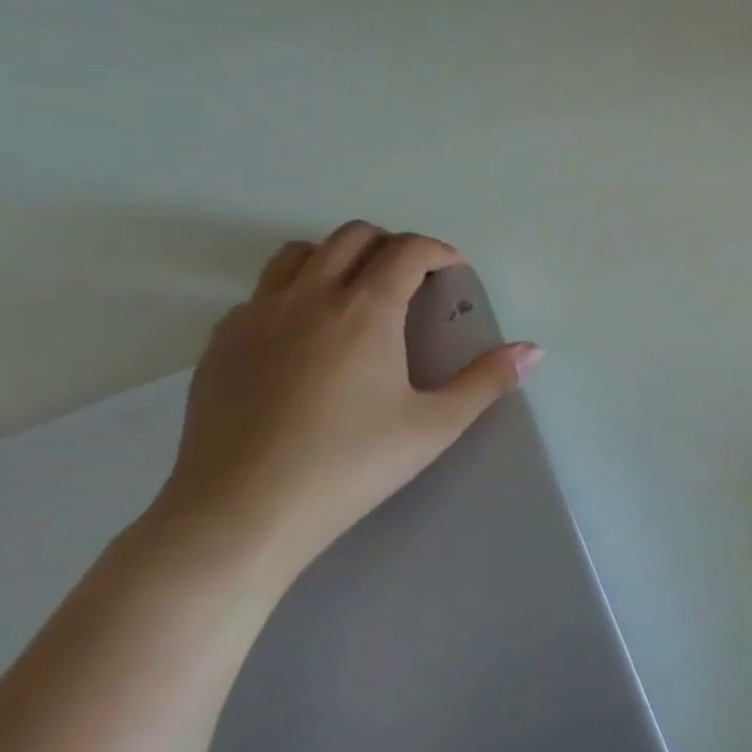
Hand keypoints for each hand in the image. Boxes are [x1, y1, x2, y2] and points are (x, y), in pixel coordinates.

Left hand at [148, 221, 540, 581]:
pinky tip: (304, 337)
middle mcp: (308, 297)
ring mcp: (255, 316)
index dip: (438, 250)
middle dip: (391, 245)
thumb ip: (486, 381)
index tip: (453, 270)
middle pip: (353, 236)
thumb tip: (532, 350)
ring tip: (356, 294)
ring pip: (298, 253)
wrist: (239, 515)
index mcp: (364, 309)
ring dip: (336, 257)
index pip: (407, 249)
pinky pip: (261, 292)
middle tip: (412, 280)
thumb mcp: (434, 427)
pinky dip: (293, 292)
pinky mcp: (219, 344)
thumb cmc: (348, 466)